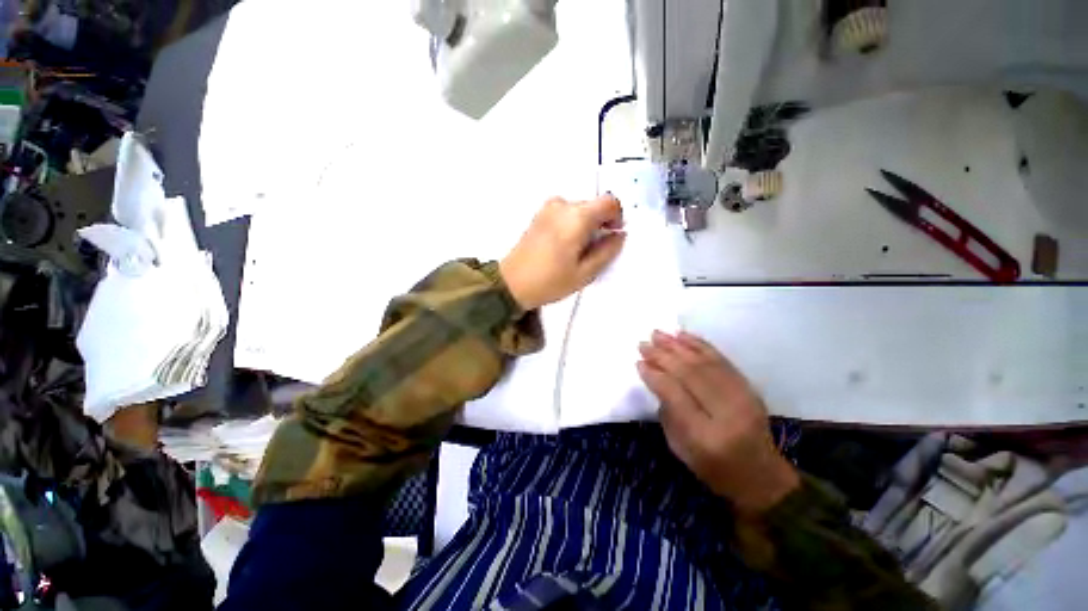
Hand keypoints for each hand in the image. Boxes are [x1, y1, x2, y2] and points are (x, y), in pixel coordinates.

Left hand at [499, 195, 625, 310]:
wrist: (511, 283)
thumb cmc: (550, 281)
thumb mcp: (585, 272)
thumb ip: (607, 251)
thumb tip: (619, 235)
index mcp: (577, 217)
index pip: (609, 202)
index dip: (617, 218)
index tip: (612, 236)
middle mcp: (562, 205)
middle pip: (593, 206)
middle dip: (600, 224)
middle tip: (593, 250)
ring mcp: (548, 208)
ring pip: (579, 210)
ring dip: (585, 225)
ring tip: (577, 251)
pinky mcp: (539, 215)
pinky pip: (565, 213)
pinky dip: (572, 225)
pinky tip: (563, 246)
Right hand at [637, 331, 799, 513]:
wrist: (760, 476)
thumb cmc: (712, 467)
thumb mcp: (679, 446)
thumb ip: (667, 410)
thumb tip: (655, 375)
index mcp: (705, 436)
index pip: (675, 394)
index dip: (655, 375)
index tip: (639, 363)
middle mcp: (726, 413)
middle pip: (689, 374)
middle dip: (662, 355)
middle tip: (643, 344)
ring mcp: (743, 398)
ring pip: (704, 363)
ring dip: (677, 345)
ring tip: (657, 334)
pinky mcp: (750, 389)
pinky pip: (721, 360)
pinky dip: (699, 345)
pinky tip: (683, 336)